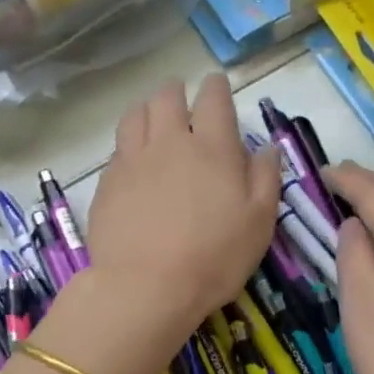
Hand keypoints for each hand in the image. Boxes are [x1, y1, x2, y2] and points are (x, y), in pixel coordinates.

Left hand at [87, 75, 280, 344]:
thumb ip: (266, 178)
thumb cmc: (214, 257)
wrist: (146, 287)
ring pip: (135, 114)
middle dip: (177, 92)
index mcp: (212, 148)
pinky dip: (128, 144)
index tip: (217, 86)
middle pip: (167, 98)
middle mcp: (169, 142)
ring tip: (153, 120)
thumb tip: (266, 147)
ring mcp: (132, 160)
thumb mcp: (259, 223)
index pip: (214, 99)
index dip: (216, 87)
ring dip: (147, 109)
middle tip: (183, 101)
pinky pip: (117, 148)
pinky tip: (133, 161)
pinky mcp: (107, 183)